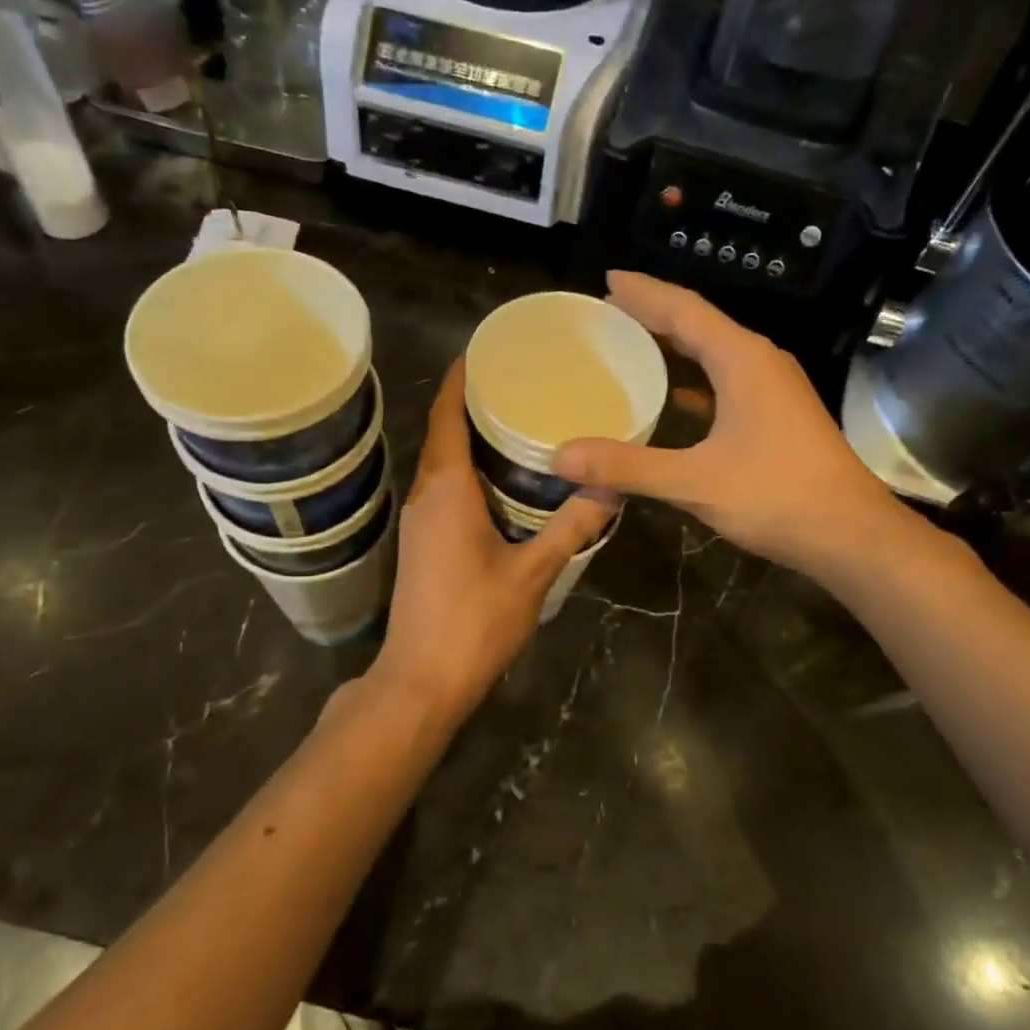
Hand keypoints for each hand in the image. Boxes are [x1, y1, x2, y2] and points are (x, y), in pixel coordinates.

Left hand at [371, 360, 614, 726]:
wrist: (422, 679)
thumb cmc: (475, 621)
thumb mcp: (533, 573)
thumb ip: (571, 528)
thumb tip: (611, 490)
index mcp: (447, 489)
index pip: (446, 415)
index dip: (460, 379)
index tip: (483, 350)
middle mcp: (425, 496)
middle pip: (442, 434)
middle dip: (471, 403)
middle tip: (517, 382)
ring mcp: (418, 522)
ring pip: (441, 464)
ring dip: (468, 439)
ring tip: (513, 421)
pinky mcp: (421, 545)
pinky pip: (443, 490)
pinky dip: (466, 471)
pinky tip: (500, 481)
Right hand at [554, 272, 912, 583]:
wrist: (850, 535)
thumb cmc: (776, 496)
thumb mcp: (694, 481)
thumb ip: (626, 467)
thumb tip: (560, 457)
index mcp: (742, 359)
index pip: (685, 309)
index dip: (644, 292)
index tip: (607, 278)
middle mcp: (758, 362)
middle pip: (699, 325)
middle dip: (653, 314)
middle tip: (607, 311)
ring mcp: (772, 389)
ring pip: (713, 354)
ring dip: (673, 346)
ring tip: (630, 344)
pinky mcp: (775, 416)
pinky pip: (724, 382)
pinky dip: (692, 381)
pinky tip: (671, 395)